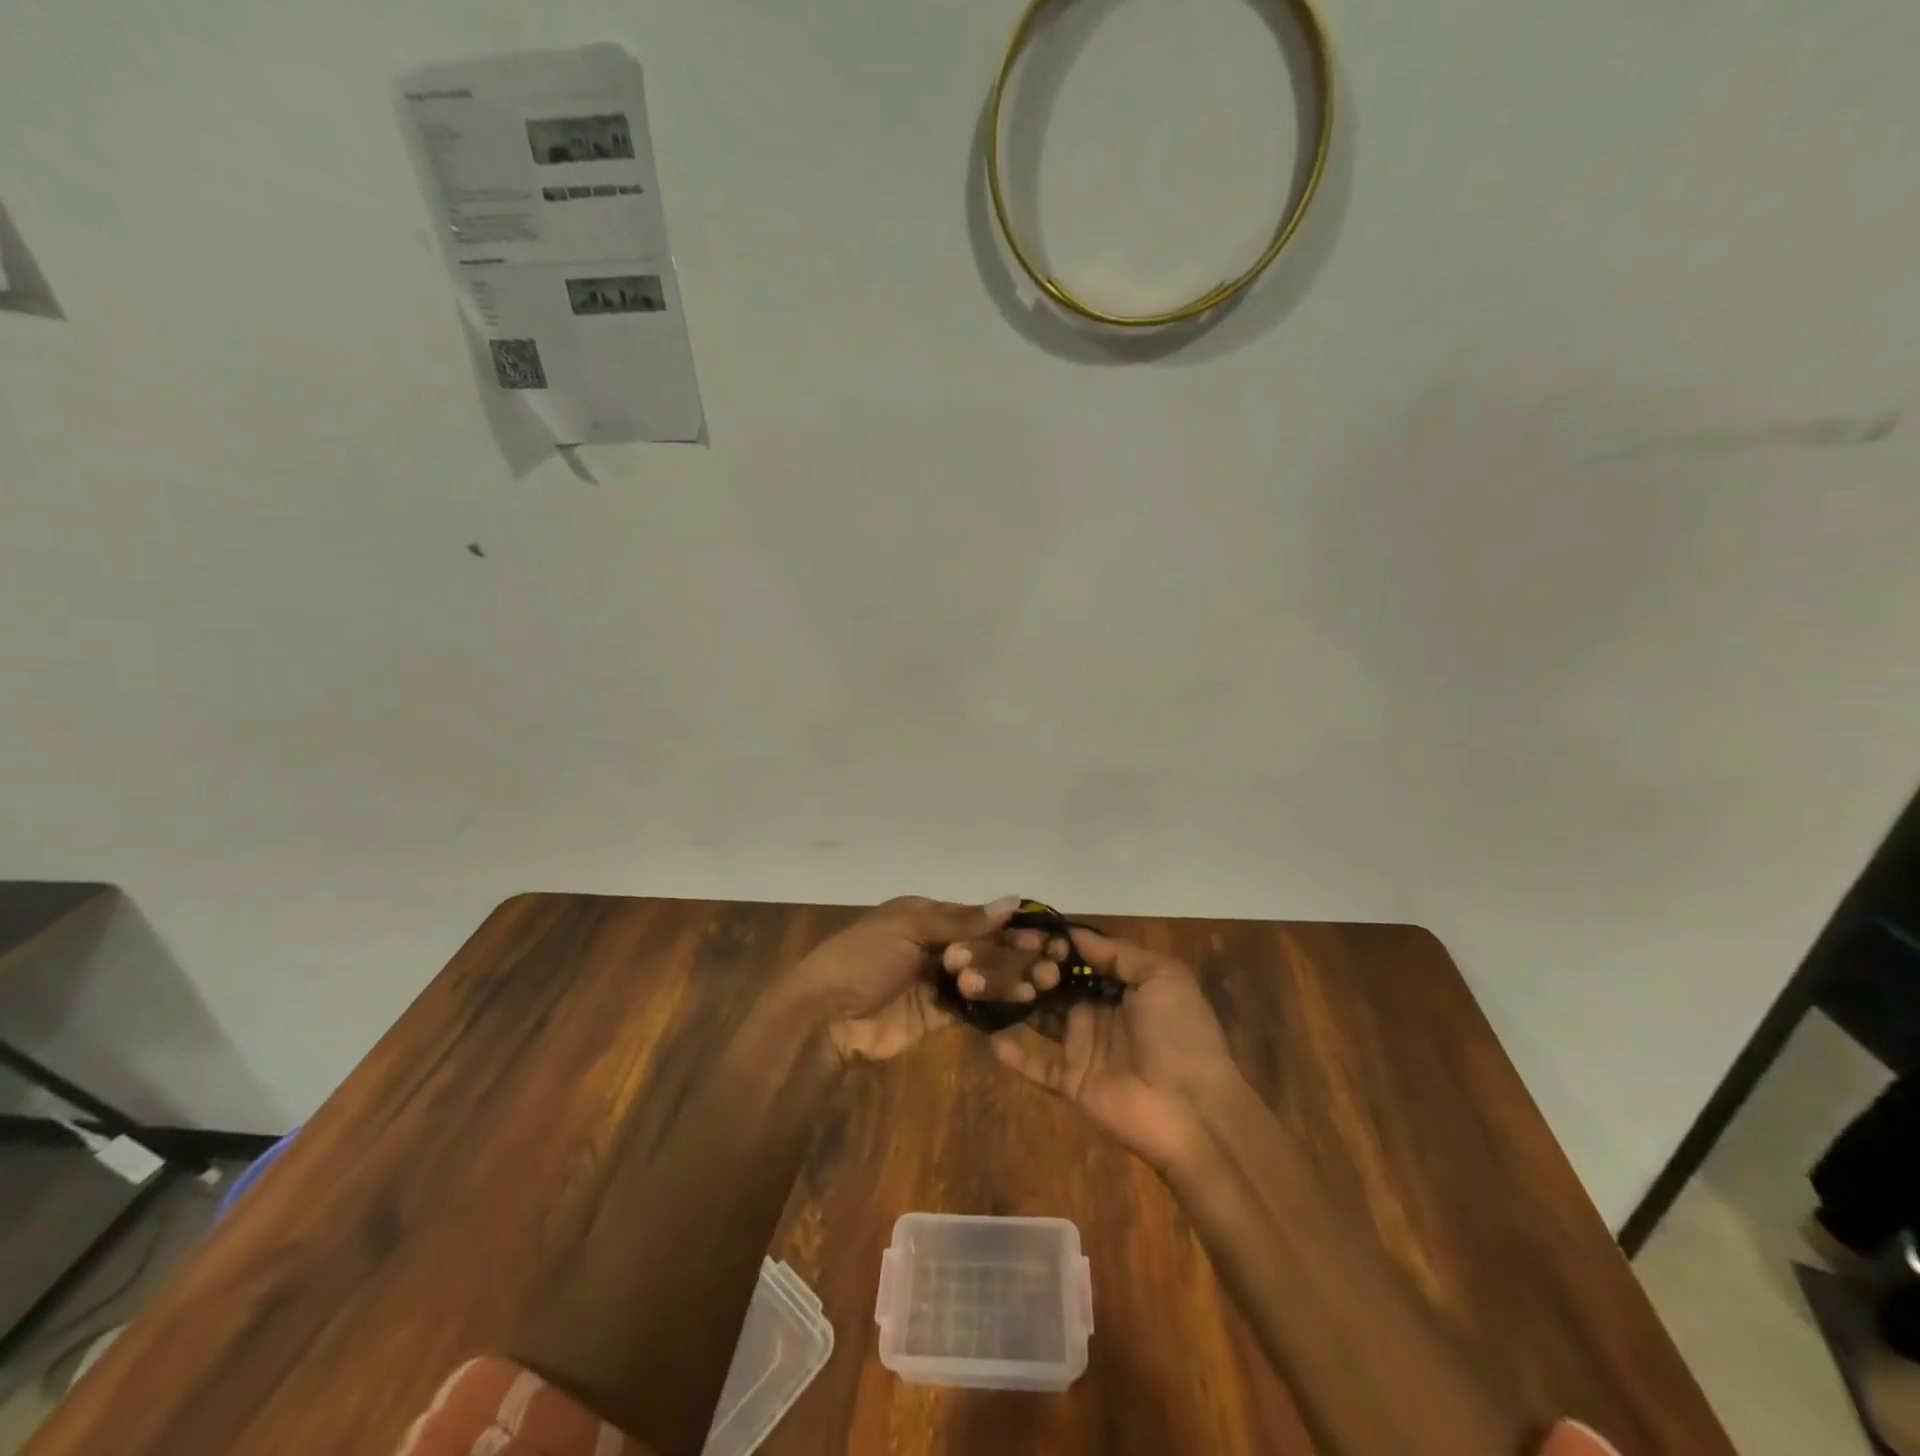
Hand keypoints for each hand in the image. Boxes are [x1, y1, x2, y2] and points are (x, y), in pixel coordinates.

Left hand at [780, 895, 1030, 1067]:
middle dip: (1012, 954)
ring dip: (1007, 977)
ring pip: (983, 975)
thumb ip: (961, 920)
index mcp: (924, 915)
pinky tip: (1020, 1001)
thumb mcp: (907, 929)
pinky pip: (974, 1005)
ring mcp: (936, 981)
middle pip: (983, 946)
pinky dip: (996, 1001)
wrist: (826, 1017)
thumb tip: (1014, 901)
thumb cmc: (862, 960)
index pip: (975, 917)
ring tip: (1035, 985)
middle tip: (1046, 965)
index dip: (1008, 926)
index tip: (1042, 935)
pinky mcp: (938, 1015)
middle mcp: (934, 944)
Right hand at [990, 926, 1241, 1172]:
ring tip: (982, 985)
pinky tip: (988, 1034)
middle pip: (1053, 984)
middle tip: (997, 955)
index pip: (1076, 957)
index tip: (1021, 930)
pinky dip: (1012, 1053)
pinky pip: (1035, 1065)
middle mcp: (1095, 1011)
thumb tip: (1073, 933)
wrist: (1194, 1111)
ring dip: (1015, 1002)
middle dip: (1027, 968)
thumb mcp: (1163, 977)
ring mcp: (1081, 1047)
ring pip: (1038, 1019)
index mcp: (1119, 984)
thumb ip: (1118, 953)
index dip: (1052, 943)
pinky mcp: (1070, 1082)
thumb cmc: (1180, 1034)